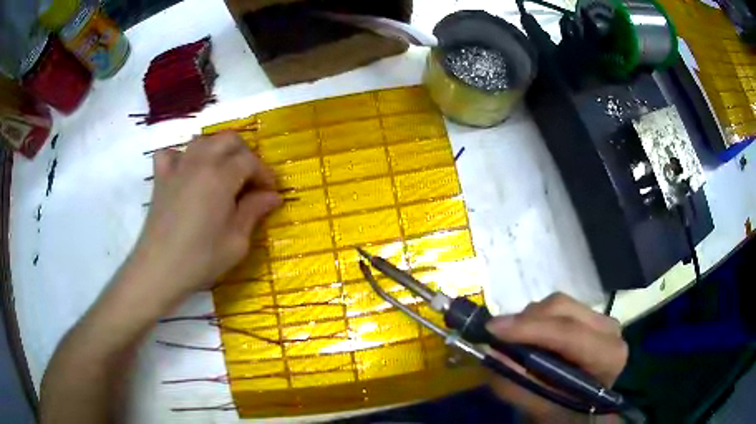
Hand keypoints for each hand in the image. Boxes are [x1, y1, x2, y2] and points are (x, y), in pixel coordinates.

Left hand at [131, 132, 281, 303]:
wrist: (159, 269)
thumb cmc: (201, 259)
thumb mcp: (236, 241)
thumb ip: (254, 212)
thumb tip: (272, 196)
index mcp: (221, 176)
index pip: (250, 161)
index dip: (264, 174)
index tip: (270, 193)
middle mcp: (200, 162)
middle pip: (228, 140)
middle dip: (245, 154)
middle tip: (251, 180)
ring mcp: (177, 167)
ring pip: (202, 141)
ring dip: (218, 151)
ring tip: (223, 173)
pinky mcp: (161, 178)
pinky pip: (171, 153)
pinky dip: (182, 156)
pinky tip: (186, 172)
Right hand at [486, 293, 627, 422]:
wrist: (584, 411)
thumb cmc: (565, 414)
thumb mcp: (541, 409)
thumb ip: (518, 386)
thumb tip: (492, 354)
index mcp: (607, 356)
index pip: (568, 333)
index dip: (529, 329)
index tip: (492, 330)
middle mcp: (609, 329)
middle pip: (562, 309)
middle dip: (525, 322)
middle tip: (496, 338)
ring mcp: (601, 319)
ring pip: (558, 303)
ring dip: (528, 320)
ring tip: (512, 342)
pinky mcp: (590, 316)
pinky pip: (558, 308)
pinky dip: (536, 320)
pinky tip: (528, 338)